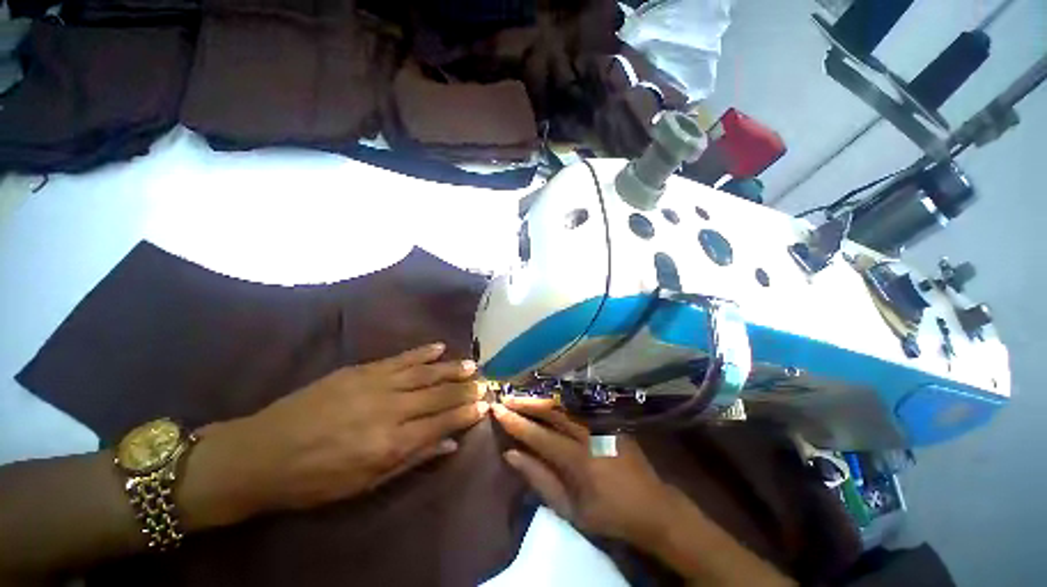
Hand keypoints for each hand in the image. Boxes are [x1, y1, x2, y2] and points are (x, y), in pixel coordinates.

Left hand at [183, 343, 488, 526]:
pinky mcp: (360, 370)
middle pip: (438, 395)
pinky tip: (438, 347)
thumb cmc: (316, 479)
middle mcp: (391, 409)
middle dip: (465, 389)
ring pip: (424, 373)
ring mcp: (376, 385)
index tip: (484, 405)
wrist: (262, 453)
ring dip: (450, 368)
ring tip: (471, 364)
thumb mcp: (365, 483)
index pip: (442, 423)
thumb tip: (449, 443)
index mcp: (392, 442)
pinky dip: (421, 352)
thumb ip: (413, 459)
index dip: (466, 413)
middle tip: (484, 382)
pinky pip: (399, 358)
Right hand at [493, 398, 796, 586]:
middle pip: (550, 411)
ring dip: (540, 399)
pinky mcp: (609, 420)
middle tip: (505, 398)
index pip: (537, 434)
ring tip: (521, 396)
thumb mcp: (571, 510)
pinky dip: (559, 402)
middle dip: (525, 403)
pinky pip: (578, 407)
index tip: (497, 411)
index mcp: (577, 458)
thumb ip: (540, 480)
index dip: (515, 422)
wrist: (654, 507)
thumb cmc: (609, 515)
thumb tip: (513, 455)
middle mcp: (588, 433)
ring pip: (564, 404)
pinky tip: (547, 400)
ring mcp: (600, 423)